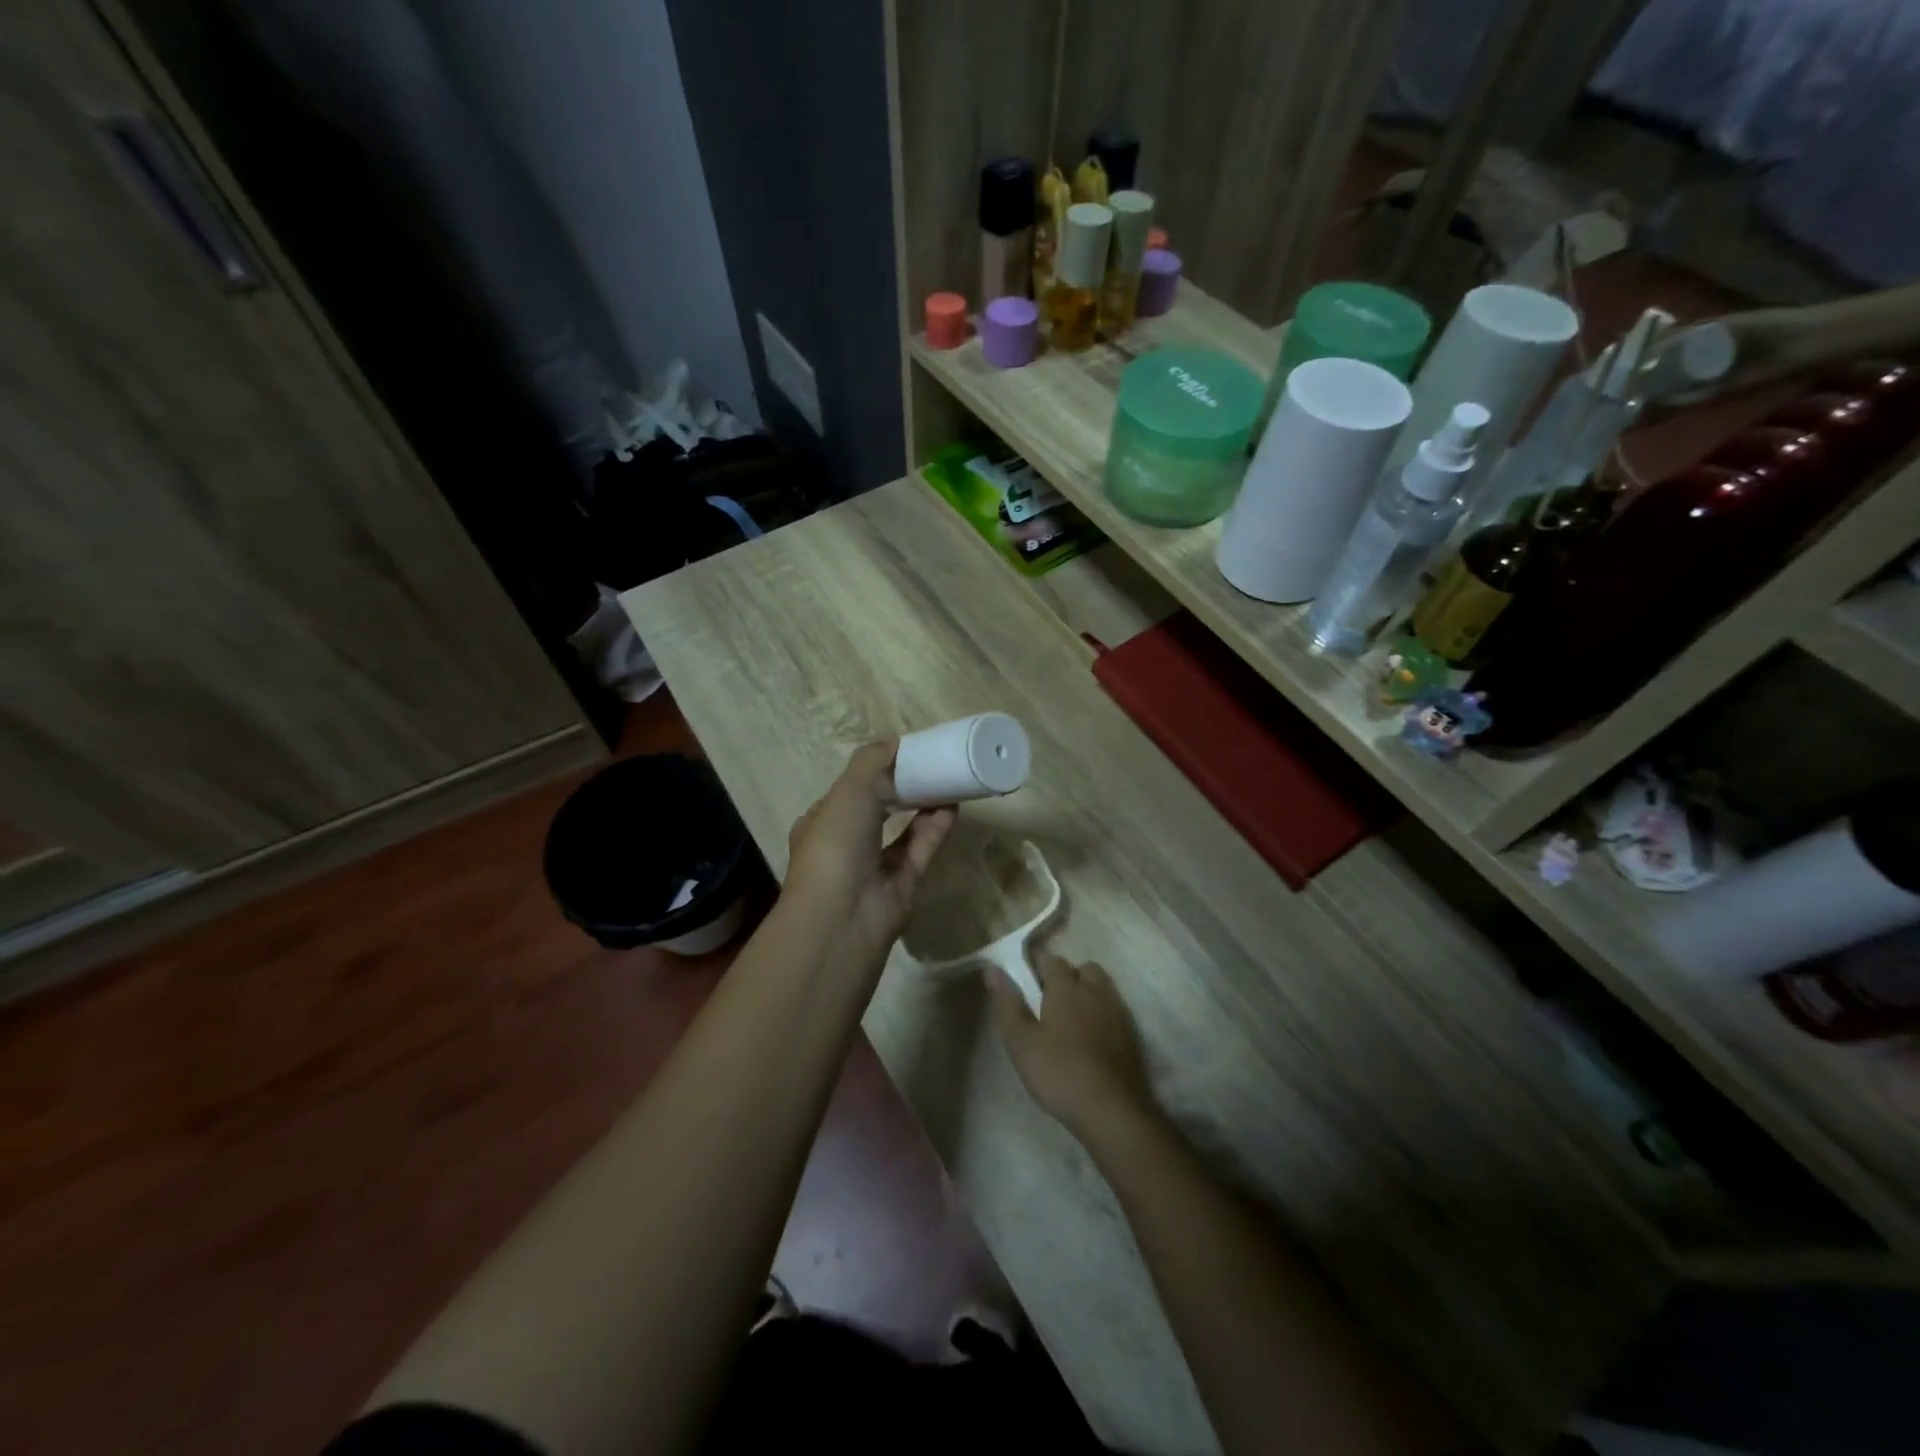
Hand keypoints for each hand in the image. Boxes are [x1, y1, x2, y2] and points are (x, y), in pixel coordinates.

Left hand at [785, 741, 955, 956]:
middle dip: (902, 788)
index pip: (847, 792)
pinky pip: (921, 849)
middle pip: (877, 809)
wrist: (843, 916)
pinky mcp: (902, 885)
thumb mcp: (848, 791)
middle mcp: (846, 845)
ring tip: (946, 779)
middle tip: (929, 765)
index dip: (872, 771)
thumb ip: (872, 761)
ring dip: (922, 805)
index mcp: (821, 822)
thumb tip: (895, 741)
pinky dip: (936, 828)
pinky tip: (953, 805)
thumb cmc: (835, 844)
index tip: (900, 754)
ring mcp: (874, 867)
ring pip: (903, 830)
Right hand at [988, 954, 1155, 1139]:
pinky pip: (1113, 1011)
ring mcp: (1116, 1012)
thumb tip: (993, 969)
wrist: (1110, 1110)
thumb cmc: (1058, 1072)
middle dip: (1066, 976)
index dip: (1036, 965)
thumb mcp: (1021, 1041)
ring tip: (1069, 1019)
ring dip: (1087, 993)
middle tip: (1048, 1000)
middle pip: (1082, 969)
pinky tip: (1090, 1038)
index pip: (1051, 960)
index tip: (1025, 978)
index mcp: (1066, 987)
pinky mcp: (1130, 1035)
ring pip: (1101, 988)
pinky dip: (1101, 1014)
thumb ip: (1007, 1003)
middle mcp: (1094, 991)